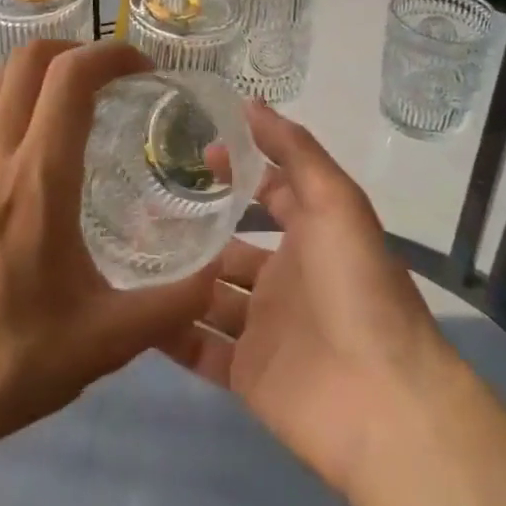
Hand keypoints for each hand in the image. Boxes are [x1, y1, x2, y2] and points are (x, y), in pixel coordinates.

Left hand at [0, 41, 218, 457]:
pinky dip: (5, 98)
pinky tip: (23, 139)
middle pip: (30, 58)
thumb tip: (218, 275)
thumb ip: (171, 306)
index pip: (73, 77)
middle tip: (111, 78)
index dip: (112, 55)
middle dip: (77, 50)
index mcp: (39, 177)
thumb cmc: (8, 361)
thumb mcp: (105, 341)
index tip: (144, 70)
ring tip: (71, 99)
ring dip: (38, 70)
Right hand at [166, 103, 446, 494]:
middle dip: (194, 227)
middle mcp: (285, 279)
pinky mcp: (246, 375)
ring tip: (123, 250)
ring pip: (208, 296)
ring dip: (174, 276)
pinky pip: (198, 347)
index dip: (237, 170)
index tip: (194, 152)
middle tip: (139, 204)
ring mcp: (264, 328)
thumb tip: (249, 103)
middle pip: (230, 247)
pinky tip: (128, 308)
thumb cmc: (357, 286)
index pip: (270, 192)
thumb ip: (293, 150)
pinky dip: (168, 332)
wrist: (383, 402)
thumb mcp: (334, 200)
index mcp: (310, 236)